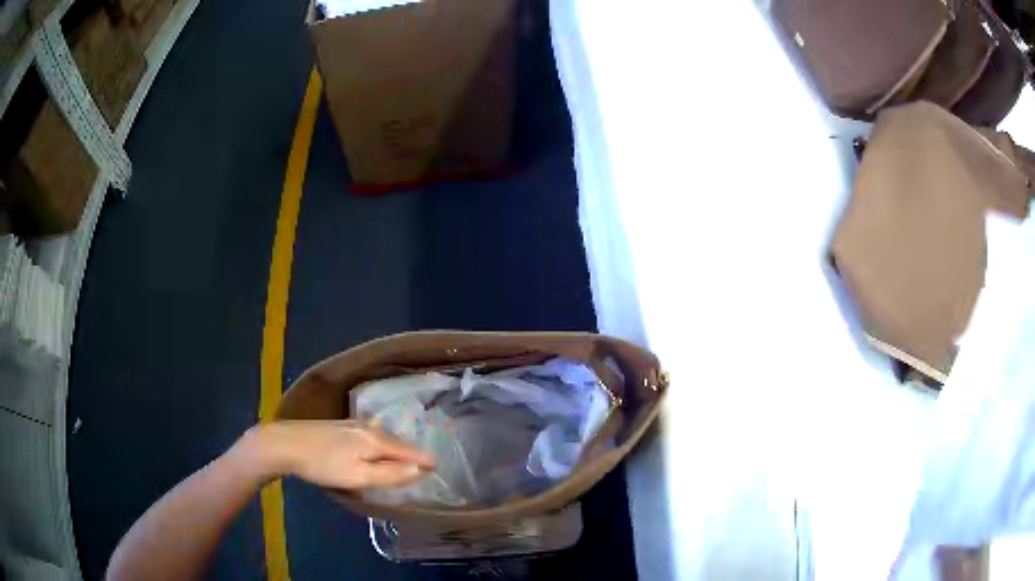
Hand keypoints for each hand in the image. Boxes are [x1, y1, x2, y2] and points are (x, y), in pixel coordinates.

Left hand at [244, 420, 435, 489]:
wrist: (285, 443)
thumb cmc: (323, 464)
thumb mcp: (359, 476)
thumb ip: (391, 475)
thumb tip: (420, 469)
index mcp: (376, 440)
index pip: (411, 451)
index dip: (425, 461)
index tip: (438, 469)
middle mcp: (369, 427)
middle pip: (398, 443)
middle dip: (413, 454)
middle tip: (426, 467)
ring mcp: (353, 423)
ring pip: (384, 438)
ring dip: (397, 449)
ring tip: (406, 459)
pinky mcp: (341, 426)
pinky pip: (371, 435)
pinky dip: (381, 444)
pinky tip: (376, 448)